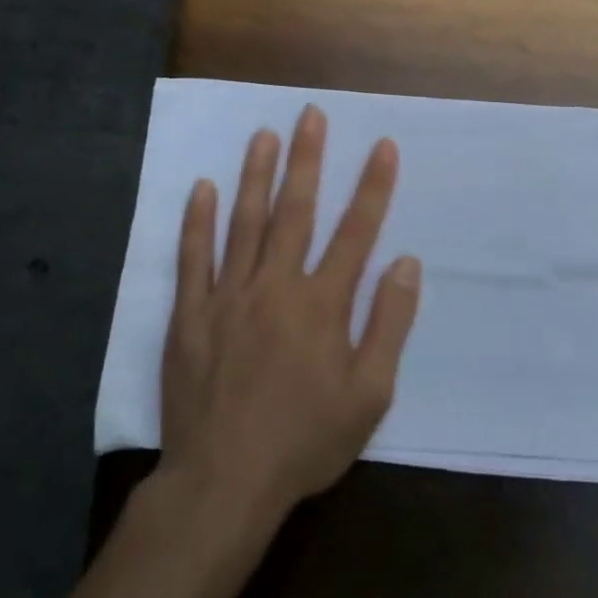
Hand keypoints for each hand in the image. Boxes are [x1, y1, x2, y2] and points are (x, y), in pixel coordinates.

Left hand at [158, 105, 421, 527]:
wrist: (224, 482)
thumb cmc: (305, 440)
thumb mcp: (369, 394)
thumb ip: (389, 324)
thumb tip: (407, 264)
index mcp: (322, 304)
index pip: (356, 232)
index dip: (373, 186)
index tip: (382, 146)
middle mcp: (276, 286)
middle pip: (296, 211)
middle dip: (307, 159)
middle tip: (310, 115)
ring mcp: (228, 297)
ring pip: (244, 222)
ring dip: (256, 175)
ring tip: (263, 134)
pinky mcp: (190, 315)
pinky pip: (194, 258)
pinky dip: (198, 221)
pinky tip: (203, 188)